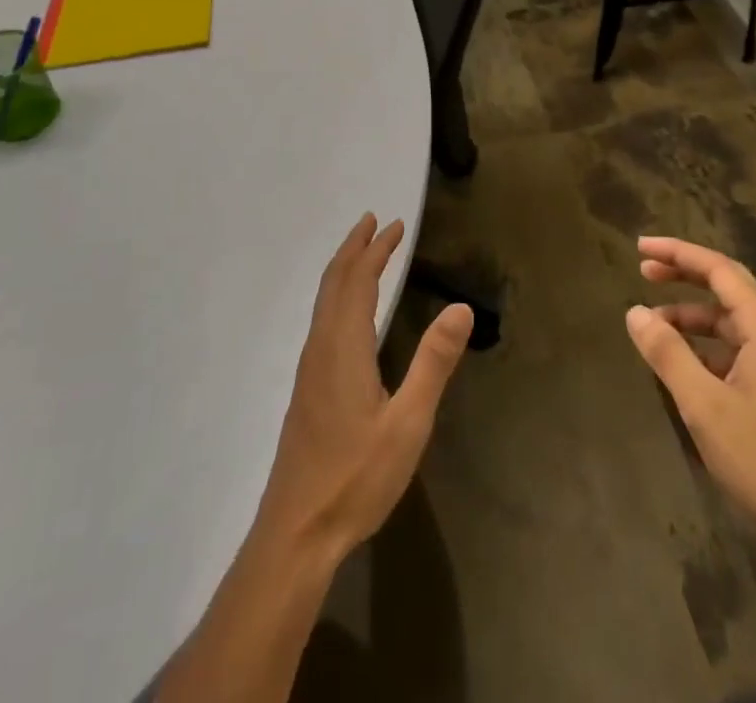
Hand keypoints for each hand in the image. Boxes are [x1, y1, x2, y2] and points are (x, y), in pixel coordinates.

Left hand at [256, 214, 472, 563]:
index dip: (377, 250)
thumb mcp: (408, 423)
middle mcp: (321, 347)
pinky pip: (322, 320)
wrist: (295, 534)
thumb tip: (460, 307)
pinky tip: (347, 313)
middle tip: (374, 222)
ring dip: (344, 269)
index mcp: (343, 346)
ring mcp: (309, 369)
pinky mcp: (307, 389)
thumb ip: (433, 362)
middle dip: (354, 248)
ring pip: (324, 301)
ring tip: (362, 254)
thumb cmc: (355, 478)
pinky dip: (338, 295)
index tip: (394, 225)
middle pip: (334, 283)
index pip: (359, 281)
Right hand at [625, 235, 755, 568]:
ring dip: (691, 315)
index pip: (719, 269)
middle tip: (643, 270)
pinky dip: (704, 346)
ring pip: (730, 322)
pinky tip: (681, 365)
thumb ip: (668, 353)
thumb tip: (634, 311)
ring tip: (652, 324)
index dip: (678, 253)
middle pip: (727, 287)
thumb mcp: (705, 405)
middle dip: (685, 275)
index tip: (640, 248)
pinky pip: (735, 351)